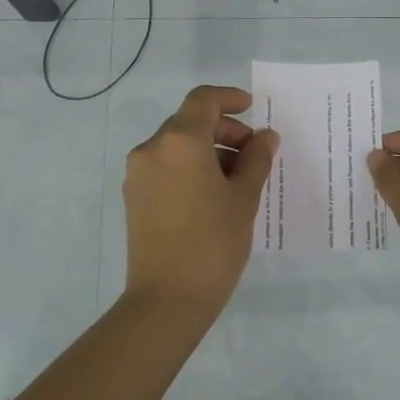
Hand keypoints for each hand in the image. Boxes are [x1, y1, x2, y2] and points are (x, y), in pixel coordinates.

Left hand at [122, 85, 279, 316]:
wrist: (167, 300)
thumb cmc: (213, 243)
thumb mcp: (244, 198)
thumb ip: (257, 159)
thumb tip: (265, 137)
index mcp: (179, 141)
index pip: (203, 100)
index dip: (230, 98)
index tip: (253, 109)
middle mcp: (152, 149)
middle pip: (190, 122)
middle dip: (224, 130)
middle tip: (254, 154)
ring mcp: (138, 174)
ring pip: (177, 145)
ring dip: (209, 150)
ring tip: (238, 179)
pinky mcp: (134, 197)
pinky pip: (166, 167)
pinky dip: (190, 167)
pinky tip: (214, 195)